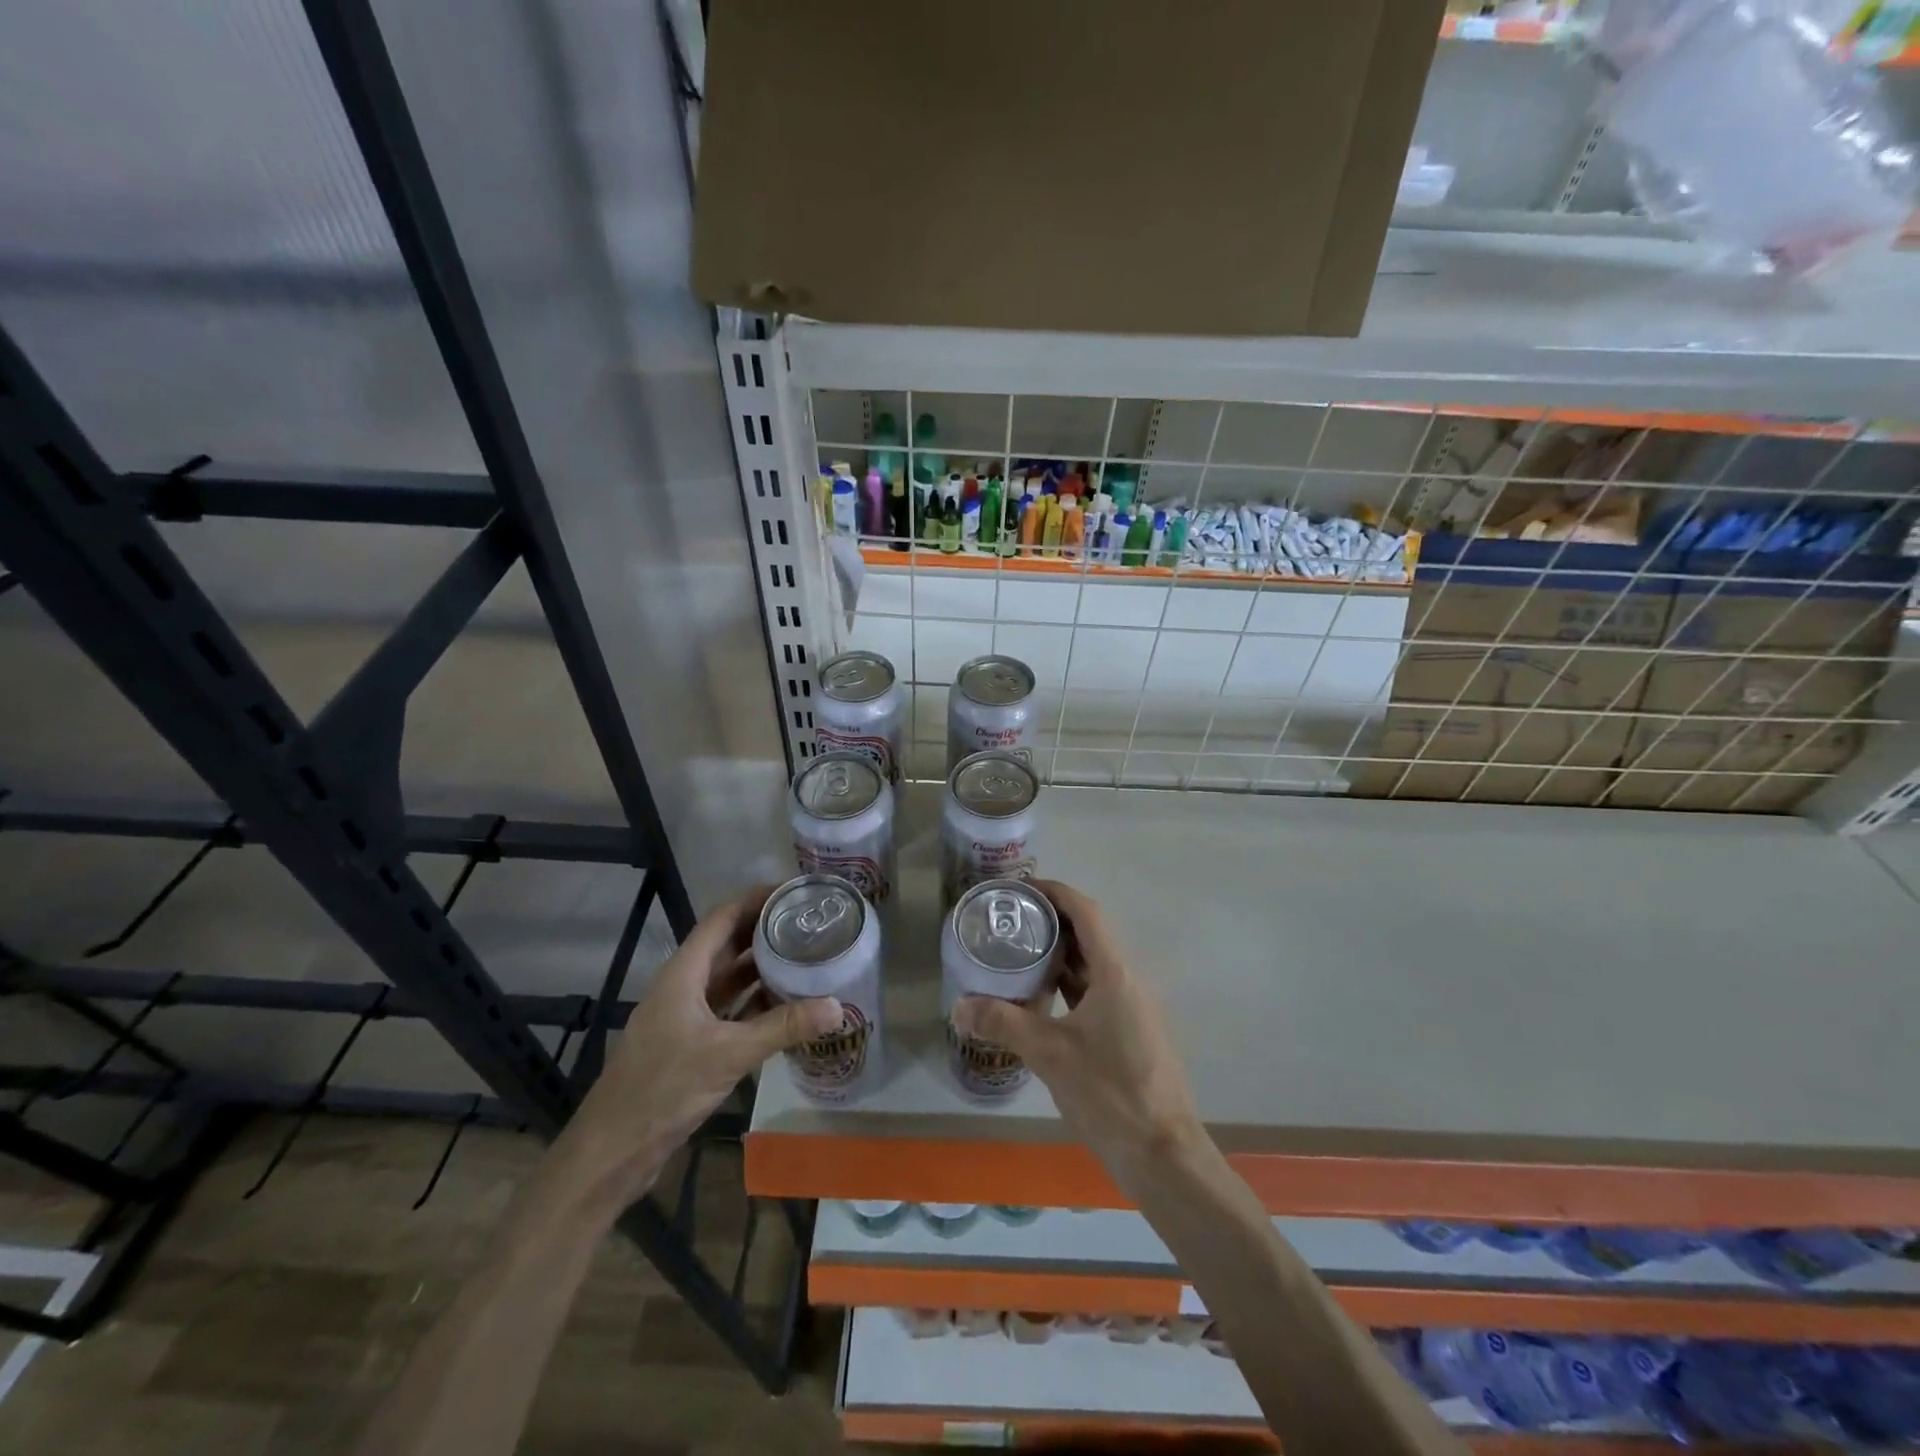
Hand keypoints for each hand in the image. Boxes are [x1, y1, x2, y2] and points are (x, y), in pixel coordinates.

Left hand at [563, 886, 842, 1210]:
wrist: (612, 1152)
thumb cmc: (664, 1089)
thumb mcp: (729, 1054)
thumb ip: (783, 1027)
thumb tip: (837, 1007)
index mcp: (683, 974)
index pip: (722, 918)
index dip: (754, 899)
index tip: (792, 891)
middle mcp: (682, 986)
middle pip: (726, 945)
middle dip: (764, 930)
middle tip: (808, 923)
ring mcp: (683, 1016)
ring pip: (727, 979)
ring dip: (761, 967)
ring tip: (804, 956)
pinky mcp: (688, 1044)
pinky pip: (727, 1009)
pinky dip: (754, 1002)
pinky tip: (784, 1006)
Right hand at [952, 879, 1201, 1198]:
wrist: (1162, 1153)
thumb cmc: (1110, 1092)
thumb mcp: (1050, 1054)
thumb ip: (1004, 1023)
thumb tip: (958, 1006)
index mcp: (1115, 973)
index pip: (1087, 913)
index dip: (1056, 892)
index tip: (1022, 887)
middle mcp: (1128, 980)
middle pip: (1091, 933)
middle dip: (1053, 920)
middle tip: (1011, 919)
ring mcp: (1132, 1007)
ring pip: (1094, 964)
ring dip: (1061, 953)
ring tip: (1020, 950)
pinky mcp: (1130, 1030)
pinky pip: (1097, 990)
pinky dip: (1069, 983)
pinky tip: (1042, 996)